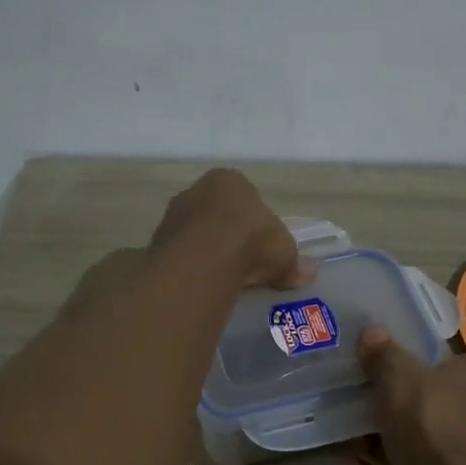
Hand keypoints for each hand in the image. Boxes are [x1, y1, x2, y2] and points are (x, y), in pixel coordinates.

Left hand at [148, 169, 309, 289]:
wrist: (204, 257)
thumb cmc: (250, 240)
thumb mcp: (283, 251)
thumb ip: (293, 262)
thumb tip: (309, 273)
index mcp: (228, 181)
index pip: (241, 196)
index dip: (251, 220)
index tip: (258, 244)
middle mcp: (195, 191)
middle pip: (213, 213)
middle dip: (224, 235)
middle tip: (239, 262)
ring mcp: (172, 215)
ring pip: (192, 233)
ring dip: (203, 251)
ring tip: (220, 277)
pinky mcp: (156, 242)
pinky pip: (178, 254)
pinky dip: (189, 266)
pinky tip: (201, 283)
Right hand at [349, 326, 465, 464]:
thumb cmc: (430, 420)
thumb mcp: (399, 375)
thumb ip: (384, 354)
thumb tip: (372, 334)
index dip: (448, 361)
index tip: (415, 359)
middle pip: (435, 404)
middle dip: (398, 404)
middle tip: (362, 391)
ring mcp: (458, 462)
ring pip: (414, 443)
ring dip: (379, 440)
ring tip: (343, 428)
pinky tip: (348, 464)